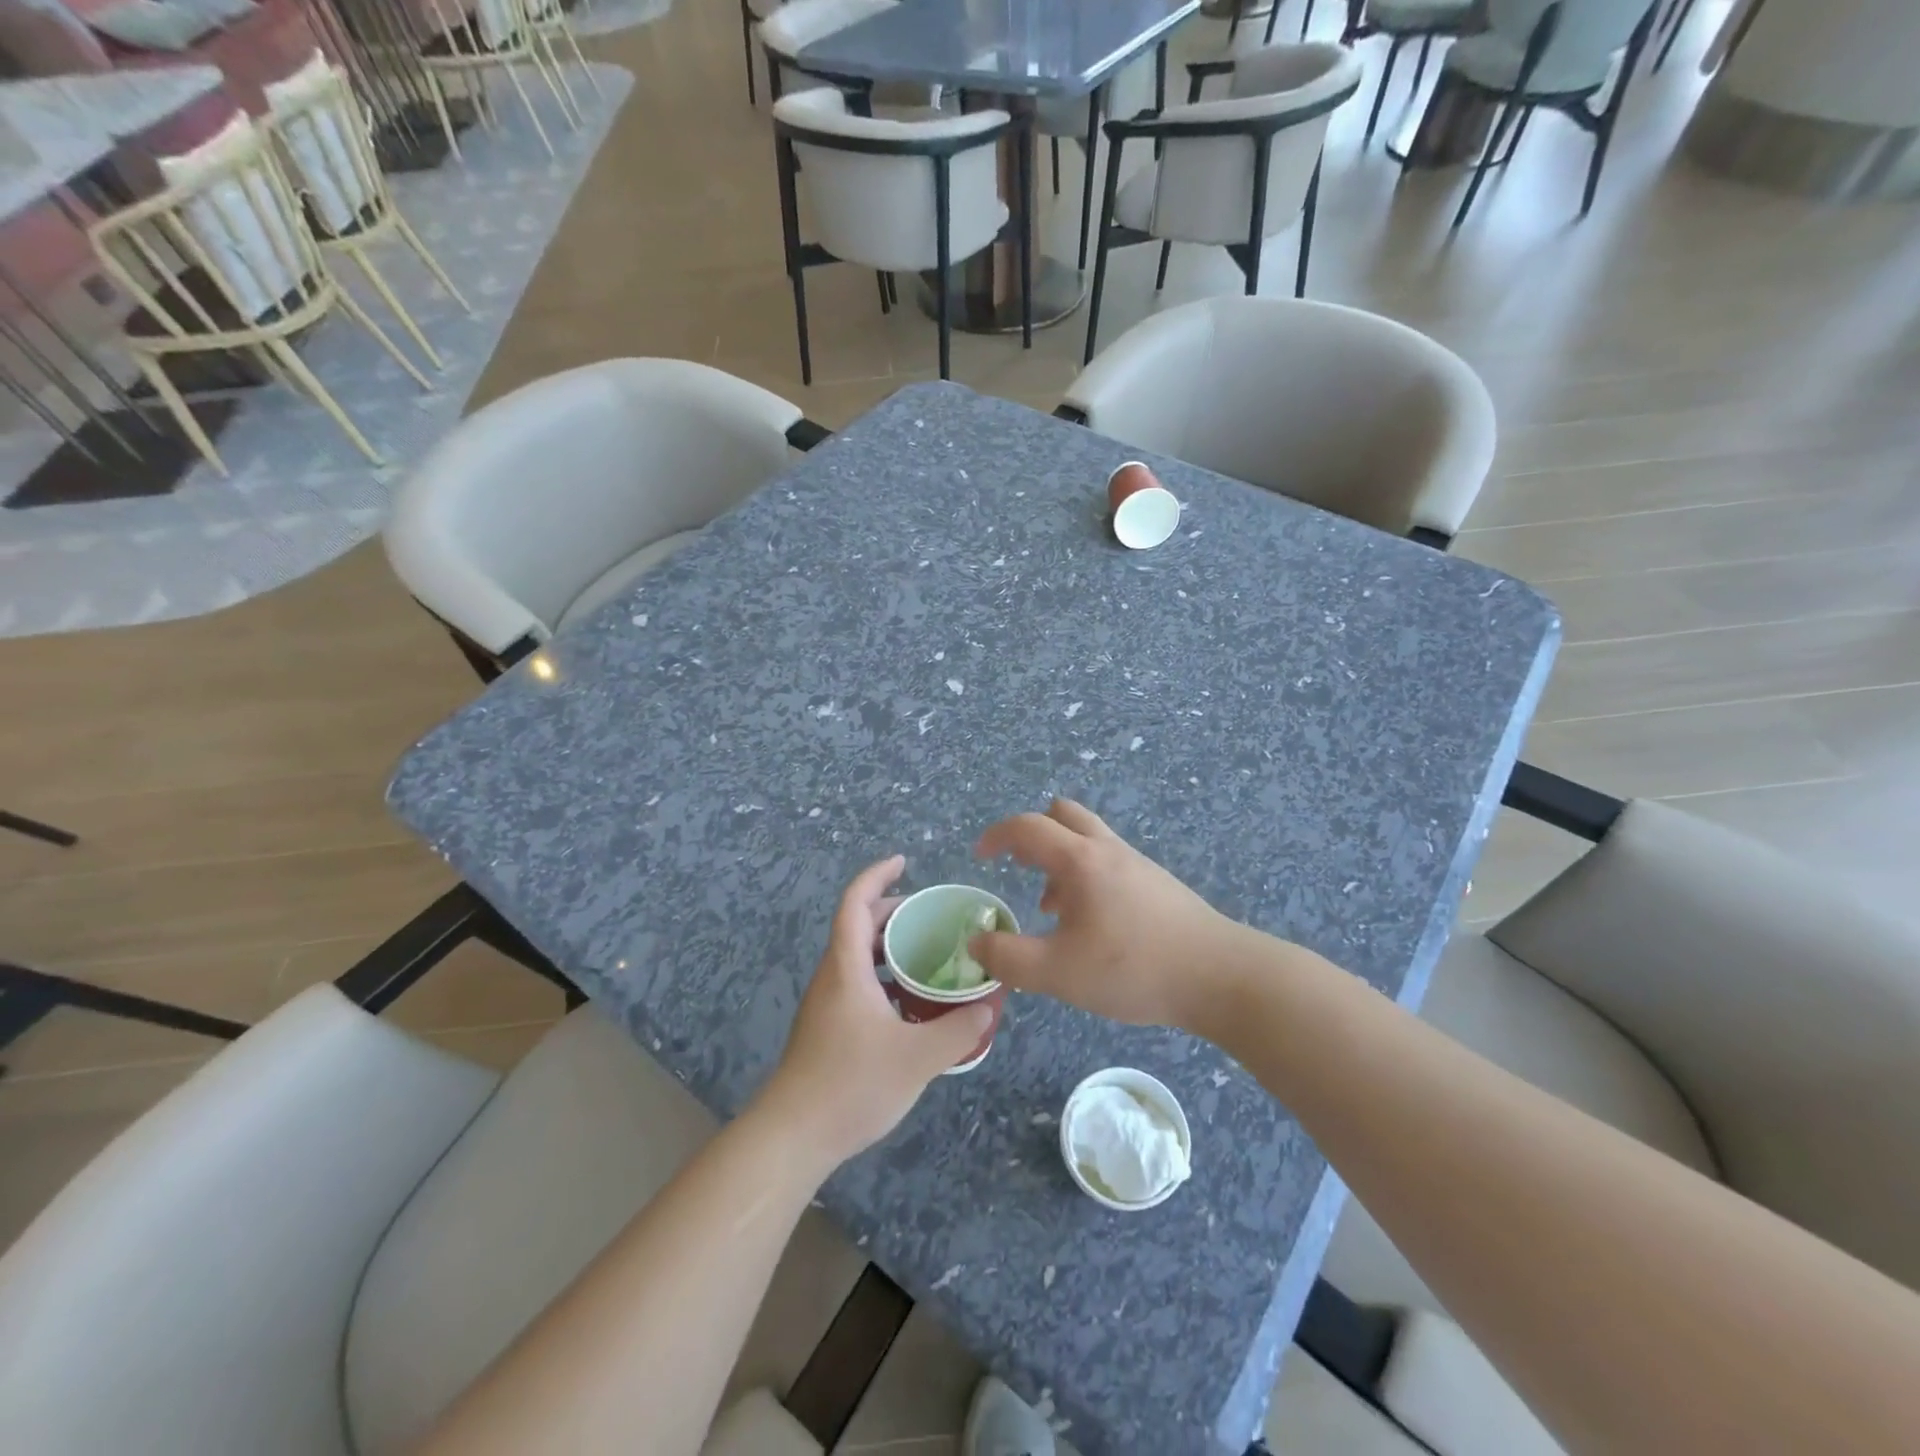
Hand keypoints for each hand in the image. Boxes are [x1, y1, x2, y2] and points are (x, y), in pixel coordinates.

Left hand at [762, 856, 991, 1168]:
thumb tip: (989, 1007)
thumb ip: (958, 1030)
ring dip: (887, 945)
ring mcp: (825, 1004)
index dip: (877, 876)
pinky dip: (883, 976)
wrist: (792, 1137)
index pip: (855, 903)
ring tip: (926, 954)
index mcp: (846, 968)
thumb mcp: (917, 1058)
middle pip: (856, 926)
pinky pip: (856, 983)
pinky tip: (909, 1003)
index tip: (903, 862)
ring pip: (856, 958)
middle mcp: (831, 977)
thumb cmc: (851, 1084)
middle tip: (930, 915)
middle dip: (891, 911)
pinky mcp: (826, 1029)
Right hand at [970, 799, 1245, 1029]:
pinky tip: (1091, 925)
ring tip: (1051, 908)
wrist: (1220, 977)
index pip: (1027, 827)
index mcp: (1079, 860)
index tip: (980, 856)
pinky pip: (1109, 862)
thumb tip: (977, 942)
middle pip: (1063, 814)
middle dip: (1033, 833)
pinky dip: (1086, 877)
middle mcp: (1107, 850)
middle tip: (1019, 867)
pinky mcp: (1157, 884)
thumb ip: (1008, 958)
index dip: (997, 836)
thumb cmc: (1133, 968)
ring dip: (1060, 859)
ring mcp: (1137, 864)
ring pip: (1088, 839)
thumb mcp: (1058, 972)